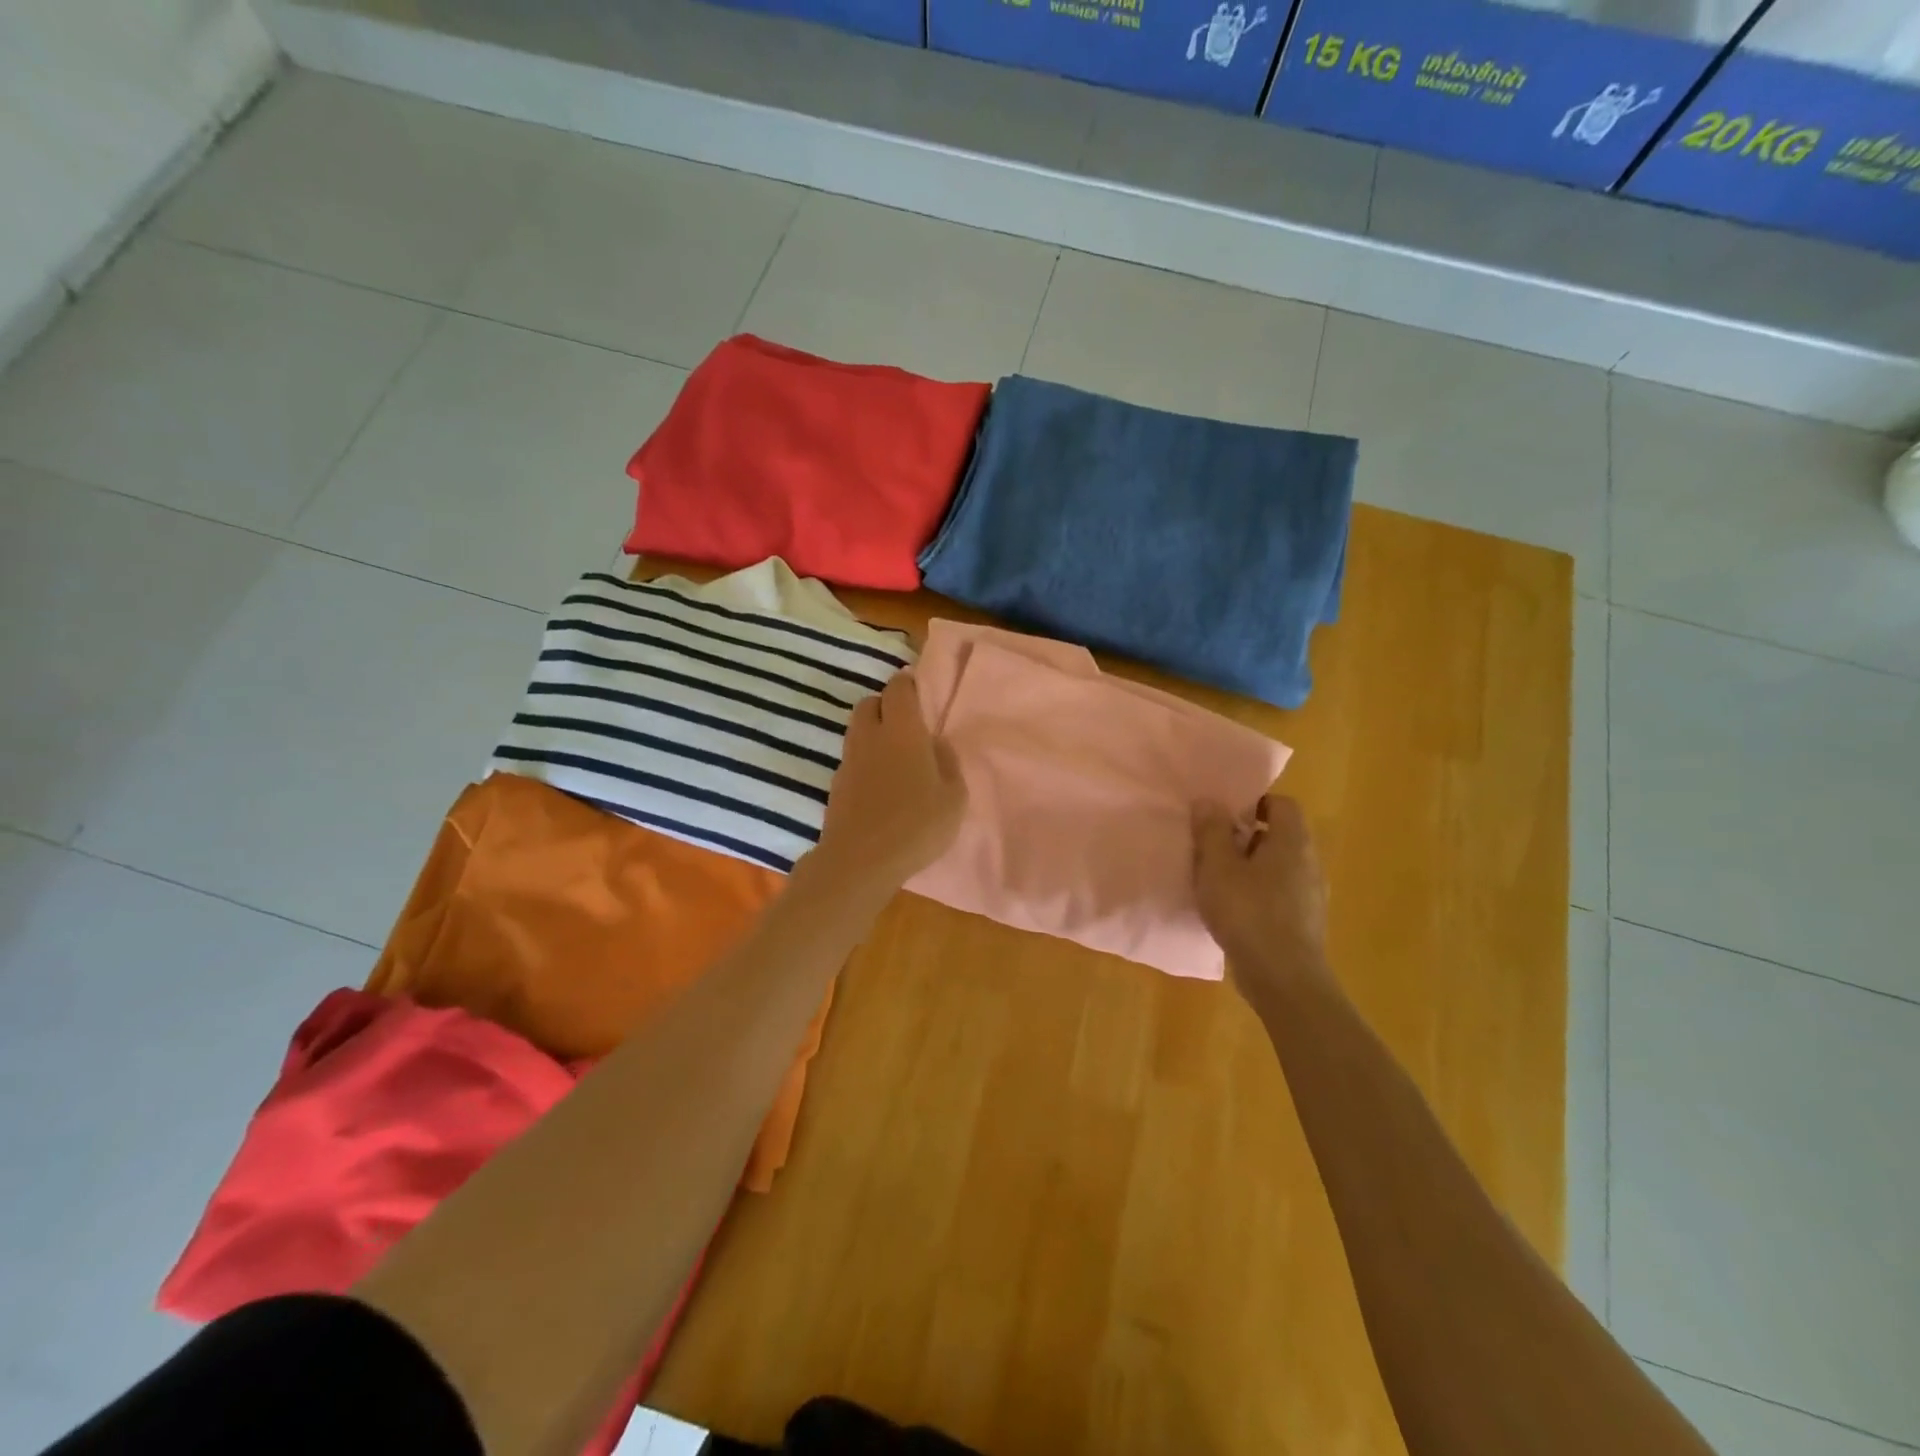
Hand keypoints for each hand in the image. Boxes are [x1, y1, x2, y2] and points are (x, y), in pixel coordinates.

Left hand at [814, 673, 967, 893]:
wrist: (860, 861)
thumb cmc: (916, 826)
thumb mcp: (954, 798)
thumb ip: (948, 764)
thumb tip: (936, 744)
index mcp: (903, 731)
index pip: (898, 689)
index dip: (908, 684)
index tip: (919, 692)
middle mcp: (870, 737)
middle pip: (870, 703)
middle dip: (887, 705)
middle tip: (907, 724)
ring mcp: (849, 761)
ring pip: (857, 730)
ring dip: (874, 732)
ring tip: (895, 755)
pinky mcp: (836, 785)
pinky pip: (852, 758)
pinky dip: (865, 760)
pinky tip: (880, 784)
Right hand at [1193, 796, 1331, 1002]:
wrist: (1283, 979)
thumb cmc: (1248, 913)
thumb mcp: (1217, 867)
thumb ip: (1211, 831)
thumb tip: (1209, 801)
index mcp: (1293, 841)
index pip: (1281, 804)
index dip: (1253, 803)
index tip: (1223, 817)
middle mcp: (1309, 862)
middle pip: (1279, 835)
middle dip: (1245, 837)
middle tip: (1212, 848)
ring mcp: (1311, 894)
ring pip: (1278, 866)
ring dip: (1249, 867)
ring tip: (1217, 880)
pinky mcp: (1304, 922)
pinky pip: (1279, 893)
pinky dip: (1257, 893)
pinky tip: (1233, 910)